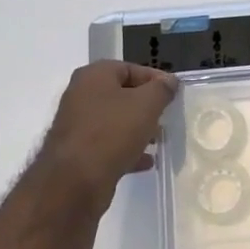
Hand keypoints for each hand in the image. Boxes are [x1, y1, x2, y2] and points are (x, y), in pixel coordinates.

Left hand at [39, 61, 178, 204]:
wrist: (75, 180)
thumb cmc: (112, 132)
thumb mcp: (146, 104)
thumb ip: (161, 89)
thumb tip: (169, 81)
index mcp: (93, 76)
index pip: (130, 68)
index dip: (155, 79)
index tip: (174, 94)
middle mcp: (81, 95)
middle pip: (121, 95)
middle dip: (147, 106)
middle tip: (167, 117)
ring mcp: (77, 125)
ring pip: (115, 121)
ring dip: (138, 129)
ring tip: (159, 140)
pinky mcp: (78, 152)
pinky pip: (108, 144)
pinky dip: (127, 149)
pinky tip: (146, 161)